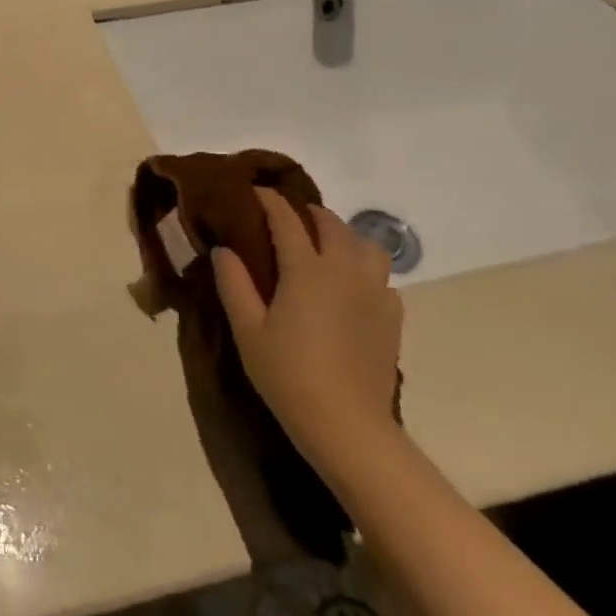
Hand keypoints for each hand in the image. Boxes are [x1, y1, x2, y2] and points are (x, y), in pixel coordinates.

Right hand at [212, 190, 402, 469]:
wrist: (346, 424)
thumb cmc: (287, 374)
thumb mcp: (247, 329)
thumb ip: (234, 284)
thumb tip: (225, 250)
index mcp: (306, 271)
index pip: (287, 220)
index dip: (270, 201)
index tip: (255, 191)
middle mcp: (345, 271)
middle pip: (332, 225)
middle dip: (308, 213)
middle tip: (287, 217)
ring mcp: (374, 293)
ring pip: (367, 245)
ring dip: (344, 235)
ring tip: (324, 246)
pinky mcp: (391, 317)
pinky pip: (381, 277)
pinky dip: (363, 268)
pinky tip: (348, 286)